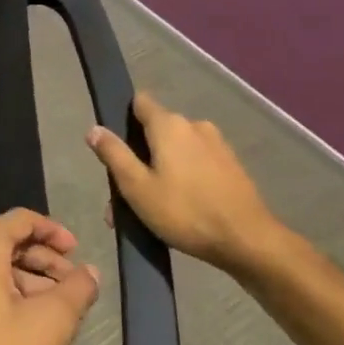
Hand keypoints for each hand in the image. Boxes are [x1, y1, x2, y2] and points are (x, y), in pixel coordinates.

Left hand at [0, 209, 99, 344]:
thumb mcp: (50, 325)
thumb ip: (76, 290)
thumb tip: (90, 272)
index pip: (22, 220)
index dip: (55, 232)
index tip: (79, 253)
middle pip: (5, 241)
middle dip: (43, 261)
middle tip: (74, 287)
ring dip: (24, 279)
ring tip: (55, 309)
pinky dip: (1, 291)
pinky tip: (23, 319)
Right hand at [87, 93, 289, 275]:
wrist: (248, 241)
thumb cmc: (185, 212)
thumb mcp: (136, 187)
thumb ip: (113, 154)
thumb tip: (94, 129)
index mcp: (169, 125)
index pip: (139, 102)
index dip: (122, 118)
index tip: (113, 144)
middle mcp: (195, 126)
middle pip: (156, 132)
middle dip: (138, 157)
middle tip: (124, 195)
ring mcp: (217, 146)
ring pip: (176, 151)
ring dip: (159, 172)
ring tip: (148, 210)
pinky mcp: (231, 167)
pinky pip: (196, 164)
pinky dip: (182, 179)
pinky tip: (177, 209)